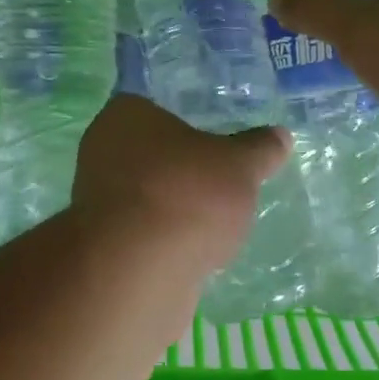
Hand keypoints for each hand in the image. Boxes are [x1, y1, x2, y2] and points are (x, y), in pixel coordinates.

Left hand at [72, 96, 290, 278]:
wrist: (138, 273)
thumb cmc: (186, 195)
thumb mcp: (239, 166)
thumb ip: (260, 149)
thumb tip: (280, 135)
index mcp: (125, 116)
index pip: (153, 106)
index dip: (185, 121)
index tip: (215, 138)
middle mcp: (101, 152)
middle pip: (150, 154)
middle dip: (182, 167)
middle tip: (221, 178)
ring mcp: (98, 202)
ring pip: (147, 196)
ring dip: (175, 207)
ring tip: (216, 220)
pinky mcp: (104, 247)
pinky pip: (144, 234)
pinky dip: (167, 241)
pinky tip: (196, 252)